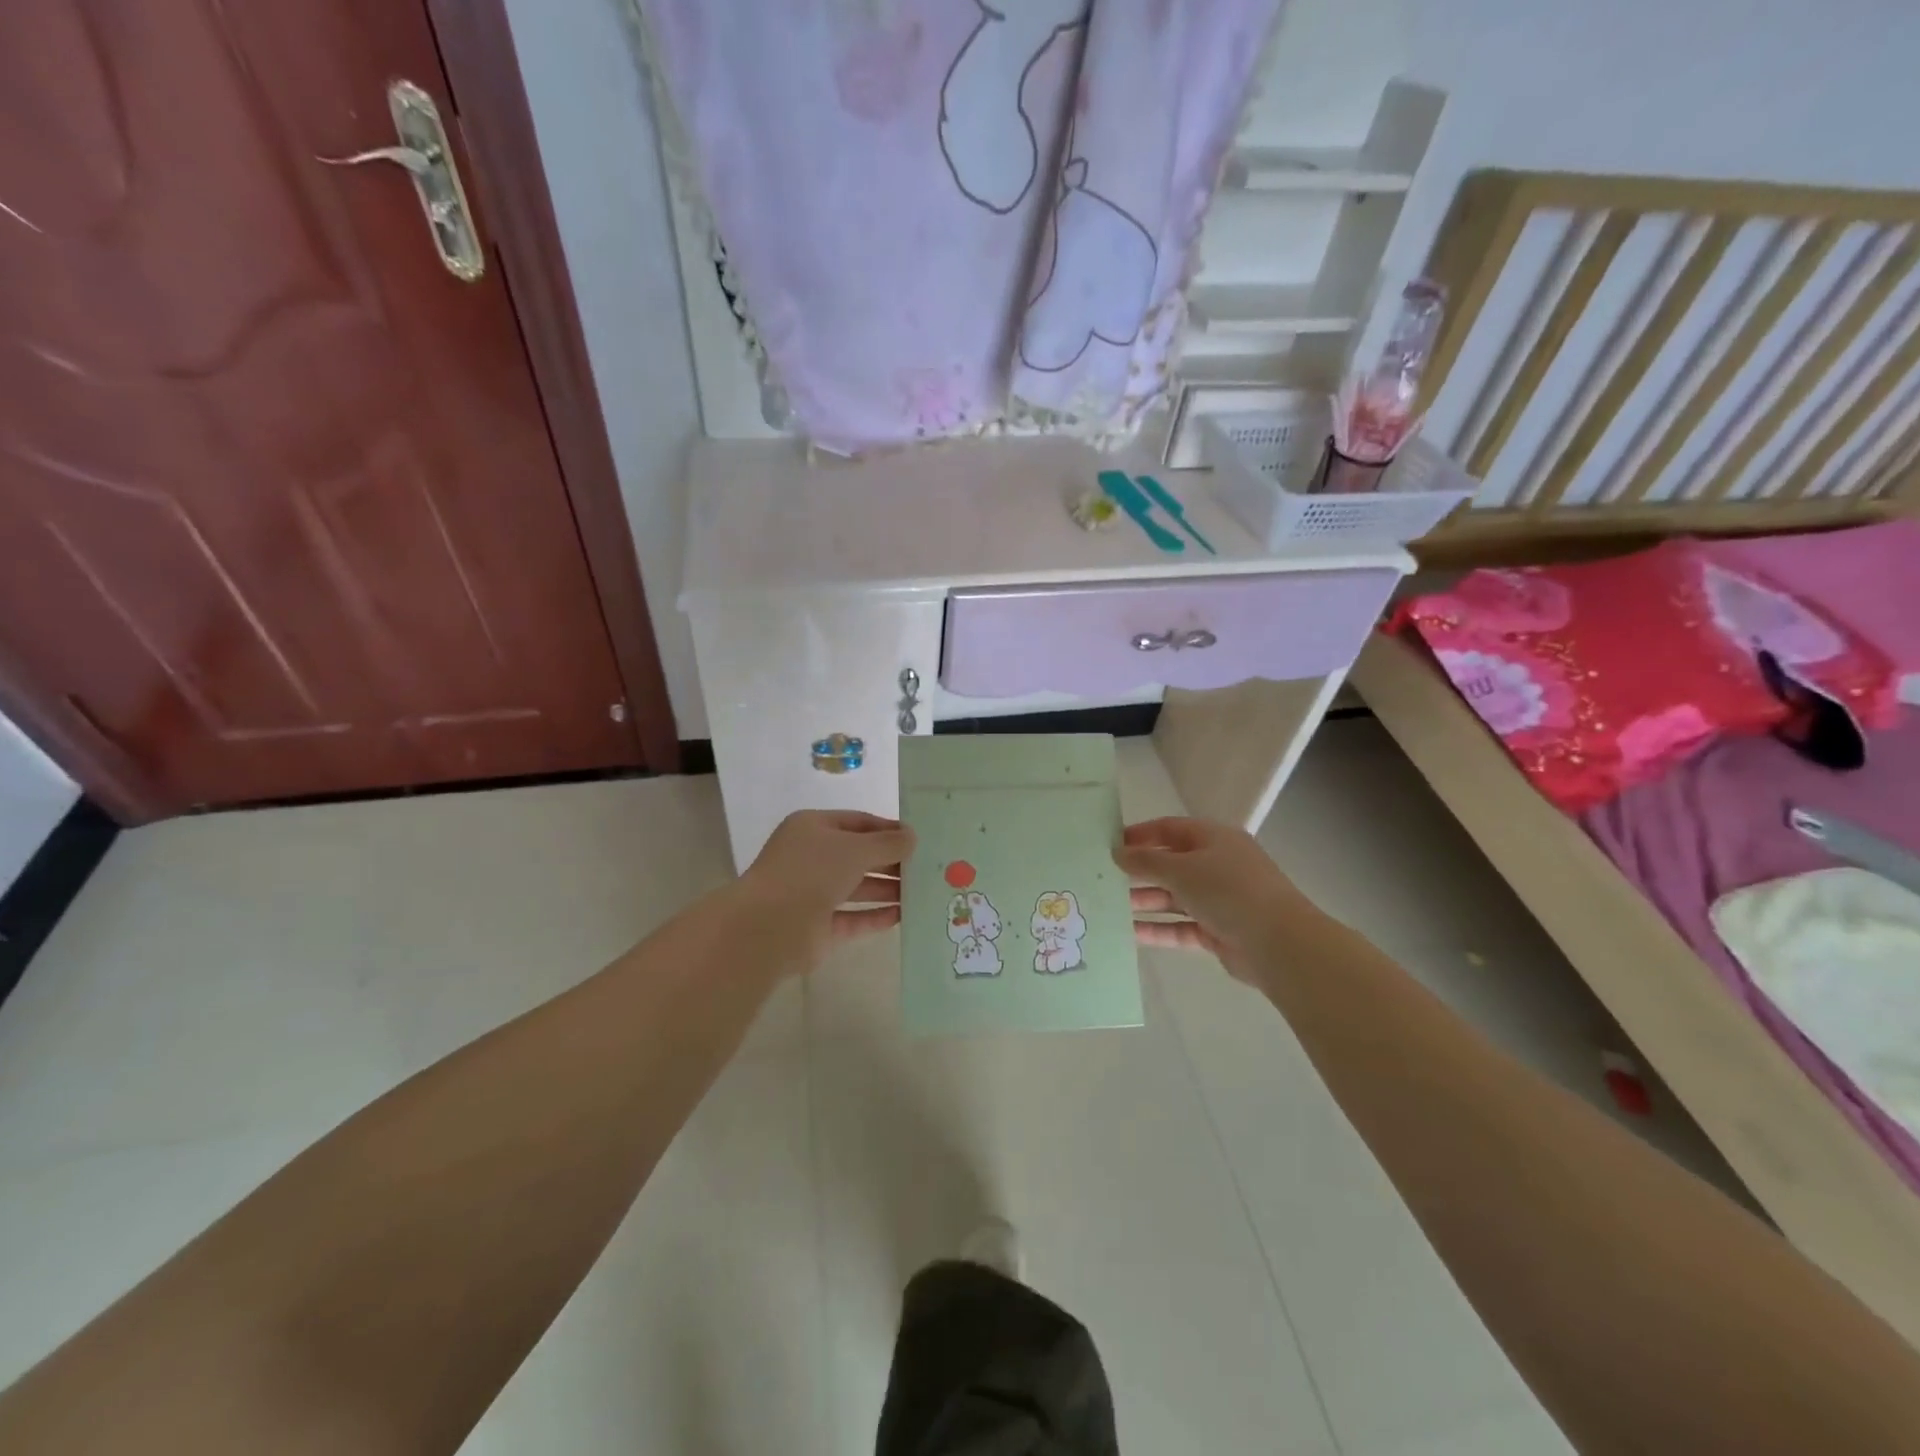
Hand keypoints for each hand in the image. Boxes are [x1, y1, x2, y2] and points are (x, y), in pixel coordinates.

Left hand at [739, 810, 914, 970]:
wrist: (768, 927)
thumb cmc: (811, 873)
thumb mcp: (855, 849)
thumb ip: (887, 843)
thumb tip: (912, 837)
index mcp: (812, 828)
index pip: (858, 822)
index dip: (889, 829)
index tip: (919, 839)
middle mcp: (811, 858)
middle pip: (859, 855)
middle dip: (891, 861)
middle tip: (927, 867)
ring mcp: (812, 893)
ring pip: (857, 887)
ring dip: (888, 889)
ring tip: (922, 891)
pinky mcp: (818, 926)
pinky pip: (853, 918)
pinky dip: (876, 916)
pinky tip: (903, 916)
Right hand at [1115, 817, 1311, 985]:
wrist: (1279, 943)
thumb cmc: (1228, 891)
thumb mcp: (1181, 869)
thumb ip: (1146, 861)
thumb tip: (1117, 852)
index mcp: (1214, 839)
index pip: (1170, 829)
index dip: (1140, 834)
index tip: (1109, 844)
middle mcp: (1218, 865)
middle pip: (1171, 864)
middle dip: (1139, 872)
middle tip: (1103, 879)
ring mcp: (1220, 900)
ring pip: (1174, 897)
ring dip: (1145, 901)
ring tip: (1110, 908)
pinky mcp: (1219, 931)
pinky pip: (1181, 926)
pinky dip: (1159, 929)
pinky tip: (1130, 934)